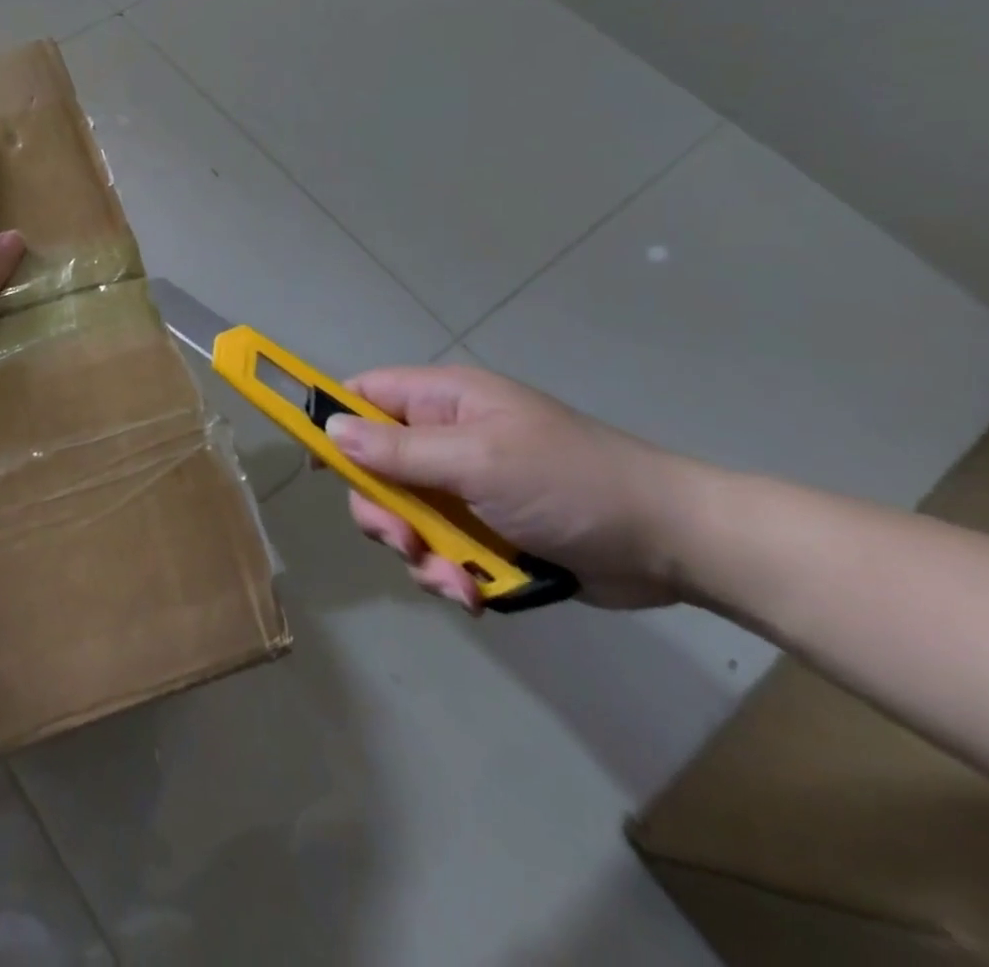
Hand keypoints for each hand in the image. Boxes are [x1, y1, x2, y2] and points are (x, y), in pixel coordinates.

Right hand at [325, 365, 705, 611]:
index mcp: (444, 402)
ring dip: (417, 552)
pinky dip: (446, 573)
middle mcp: (446, 439)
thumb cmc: (569, 483)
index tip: (316, 465)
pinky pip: (437, 549)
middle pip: (374, 467)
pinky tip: (475, 593)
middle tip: (404, 542)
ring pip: (403, 516)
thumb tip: (330, 430)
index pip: (364, 396)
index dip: (332, 422)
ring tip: (453, 580)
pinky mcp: (484, 530)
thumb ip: (399, 451)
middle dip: (381, 511)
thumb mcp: (477, 461)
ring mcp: (464, 486)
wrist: (672, 544)